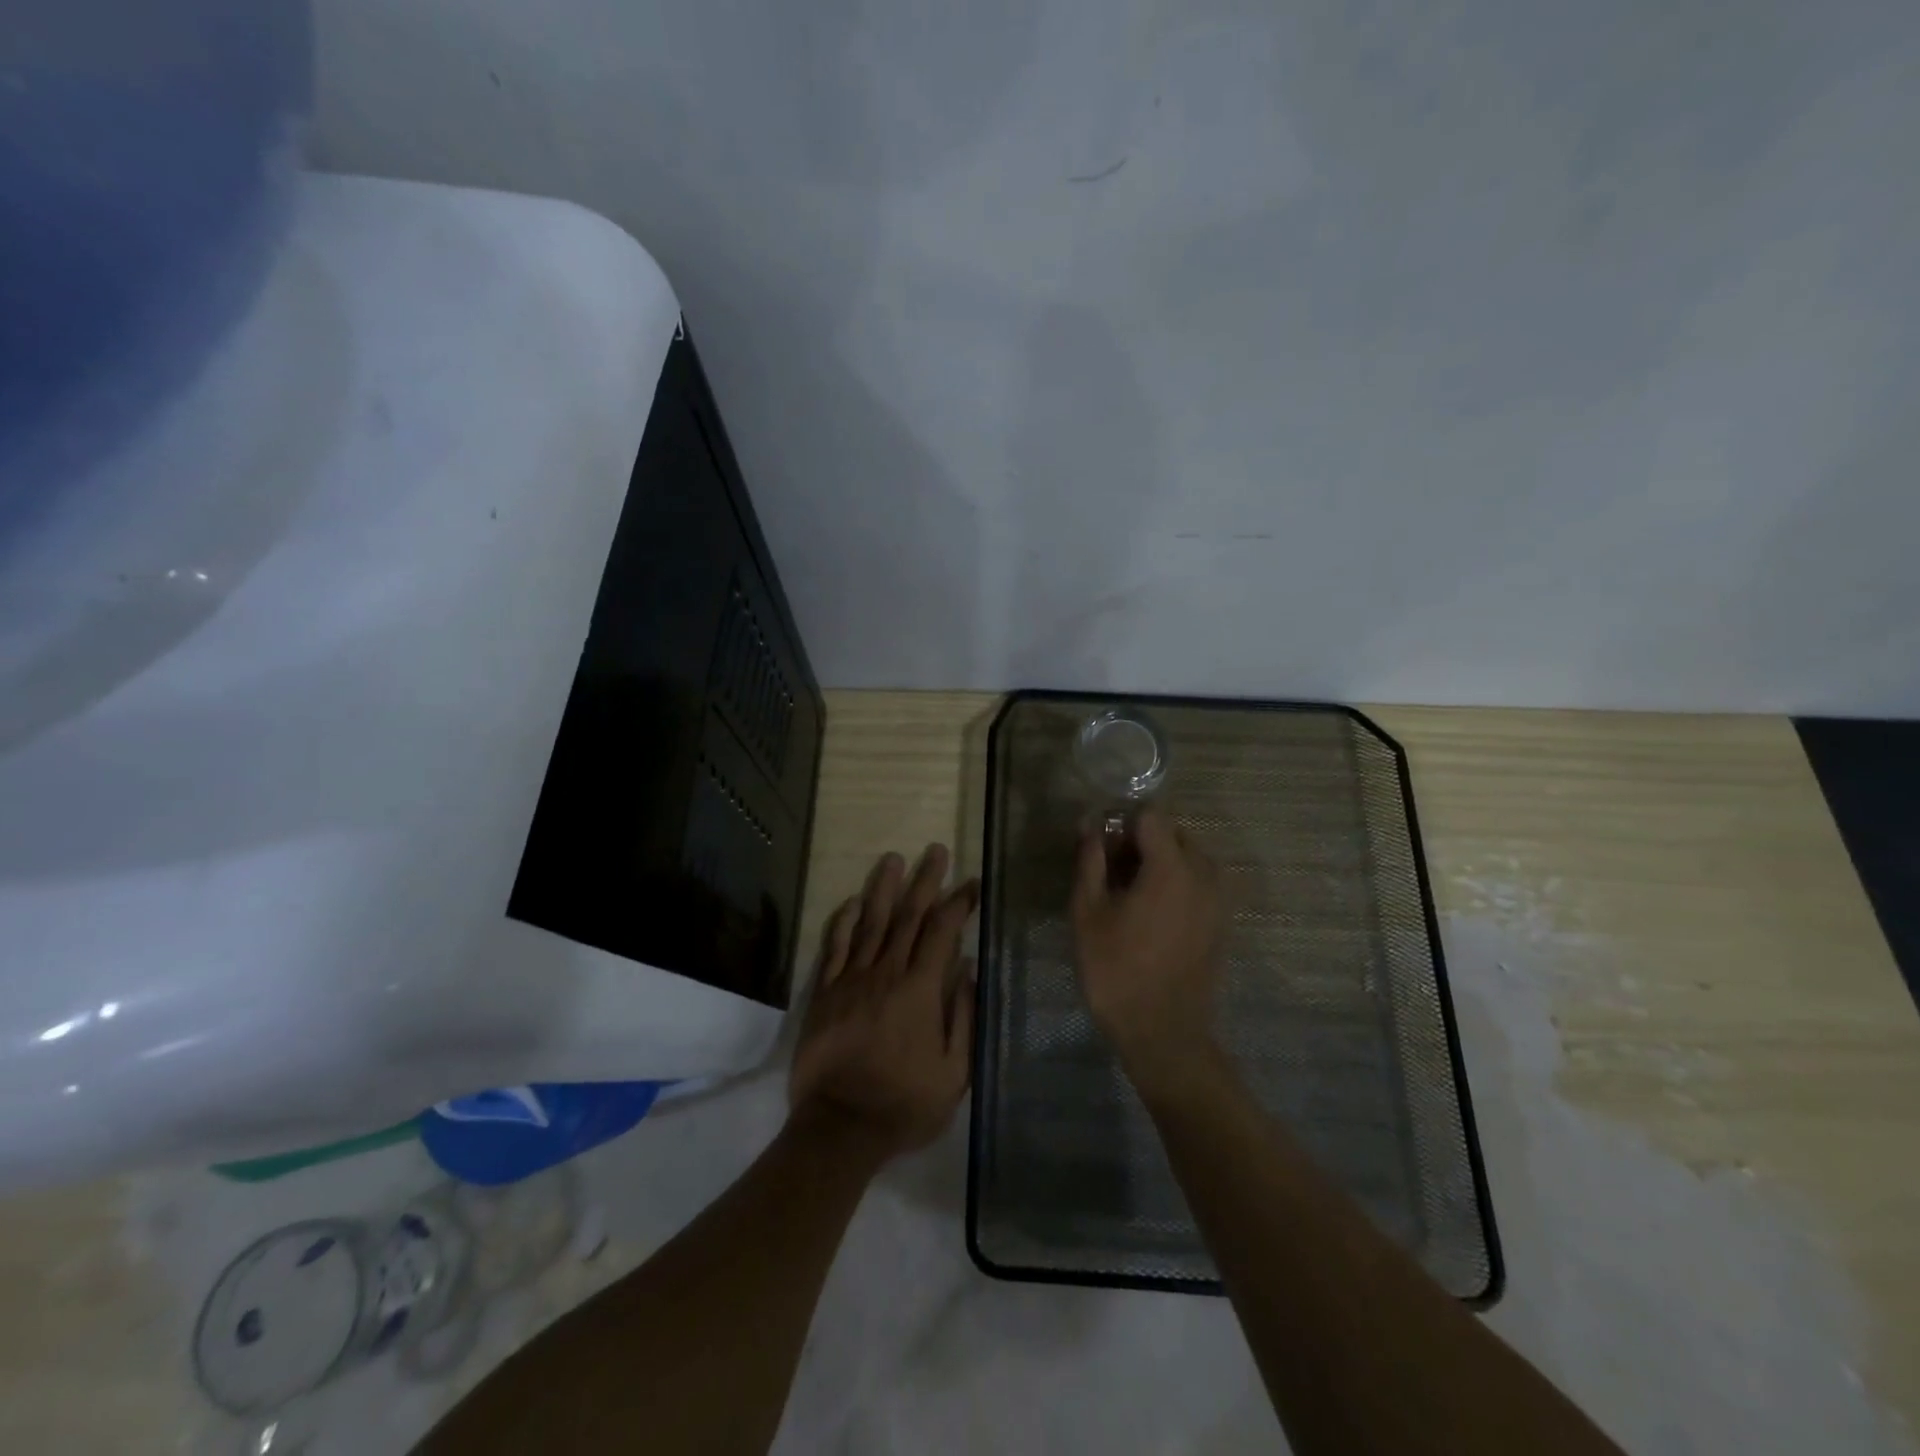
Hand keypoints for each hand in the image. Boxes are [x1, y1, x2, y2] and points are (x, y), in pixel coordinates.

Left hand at [789, 844, 978, 1161]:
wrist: (839, 1128)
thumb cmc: (904, 1104)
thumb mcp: (954, 1072)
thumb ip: (963, 1016)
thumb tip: (968, 968)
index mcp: (920, 990)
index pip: (942, 931)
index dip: (958, 903)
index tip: (971, 883)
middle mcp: (885, 973)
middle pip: (908, 916)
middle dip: (925, 881)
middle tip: (935, 851)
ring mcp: (850, 980)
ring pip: (870, 923)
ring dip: (884, 888)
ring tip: (893, 859)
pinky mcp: (824, 992)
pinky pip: (834, 947)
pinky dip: (843, 921)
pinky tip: (851, 901)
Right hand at [1071, 808, 1223, 1080]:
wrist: (1163, 1034)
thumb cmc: (1116, 971)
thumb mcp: (1087, 913)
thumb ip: (1090, 861)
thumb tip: (1091, 825)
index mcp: (1172, 867)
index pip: (1151, 815)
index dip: (1122, 823)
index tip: (1102, 849)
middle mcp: (1204, 874)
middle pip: (1173, 833)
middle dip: (1141, 841)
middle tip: (1110, 873)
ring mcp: (1218, 899)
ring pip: (1188, 858)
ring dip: (1159, 862)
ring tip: (1130, 895)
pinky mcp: (1221, 922)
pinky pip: (1198, 883)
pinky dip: (1176, 883)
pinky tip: (1151, 915)